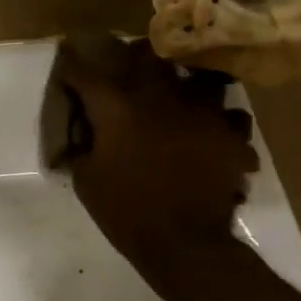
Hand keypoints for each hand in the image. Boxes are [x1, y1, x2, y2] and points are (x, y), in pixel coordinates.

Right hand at [49, 33, 259, 300]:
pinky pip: (232, 118)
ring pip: (201, 79)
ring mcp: (202, 115)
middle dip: (138, 55)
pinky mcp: (230, 137)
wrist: (184, 244)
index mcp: (118, 109)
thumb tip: (84, 131)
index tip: (68, 56)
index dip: (74, 66)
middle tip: (134, 60)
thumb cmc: (126, 212)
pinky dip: (223, 123)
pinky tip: (215, 134)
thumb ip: (84, 147)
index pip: (87, 75)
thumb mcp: (87, 180)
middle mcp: (161, 100)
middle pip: (150, 58)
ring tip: (185, 93)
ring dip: (190, 83)